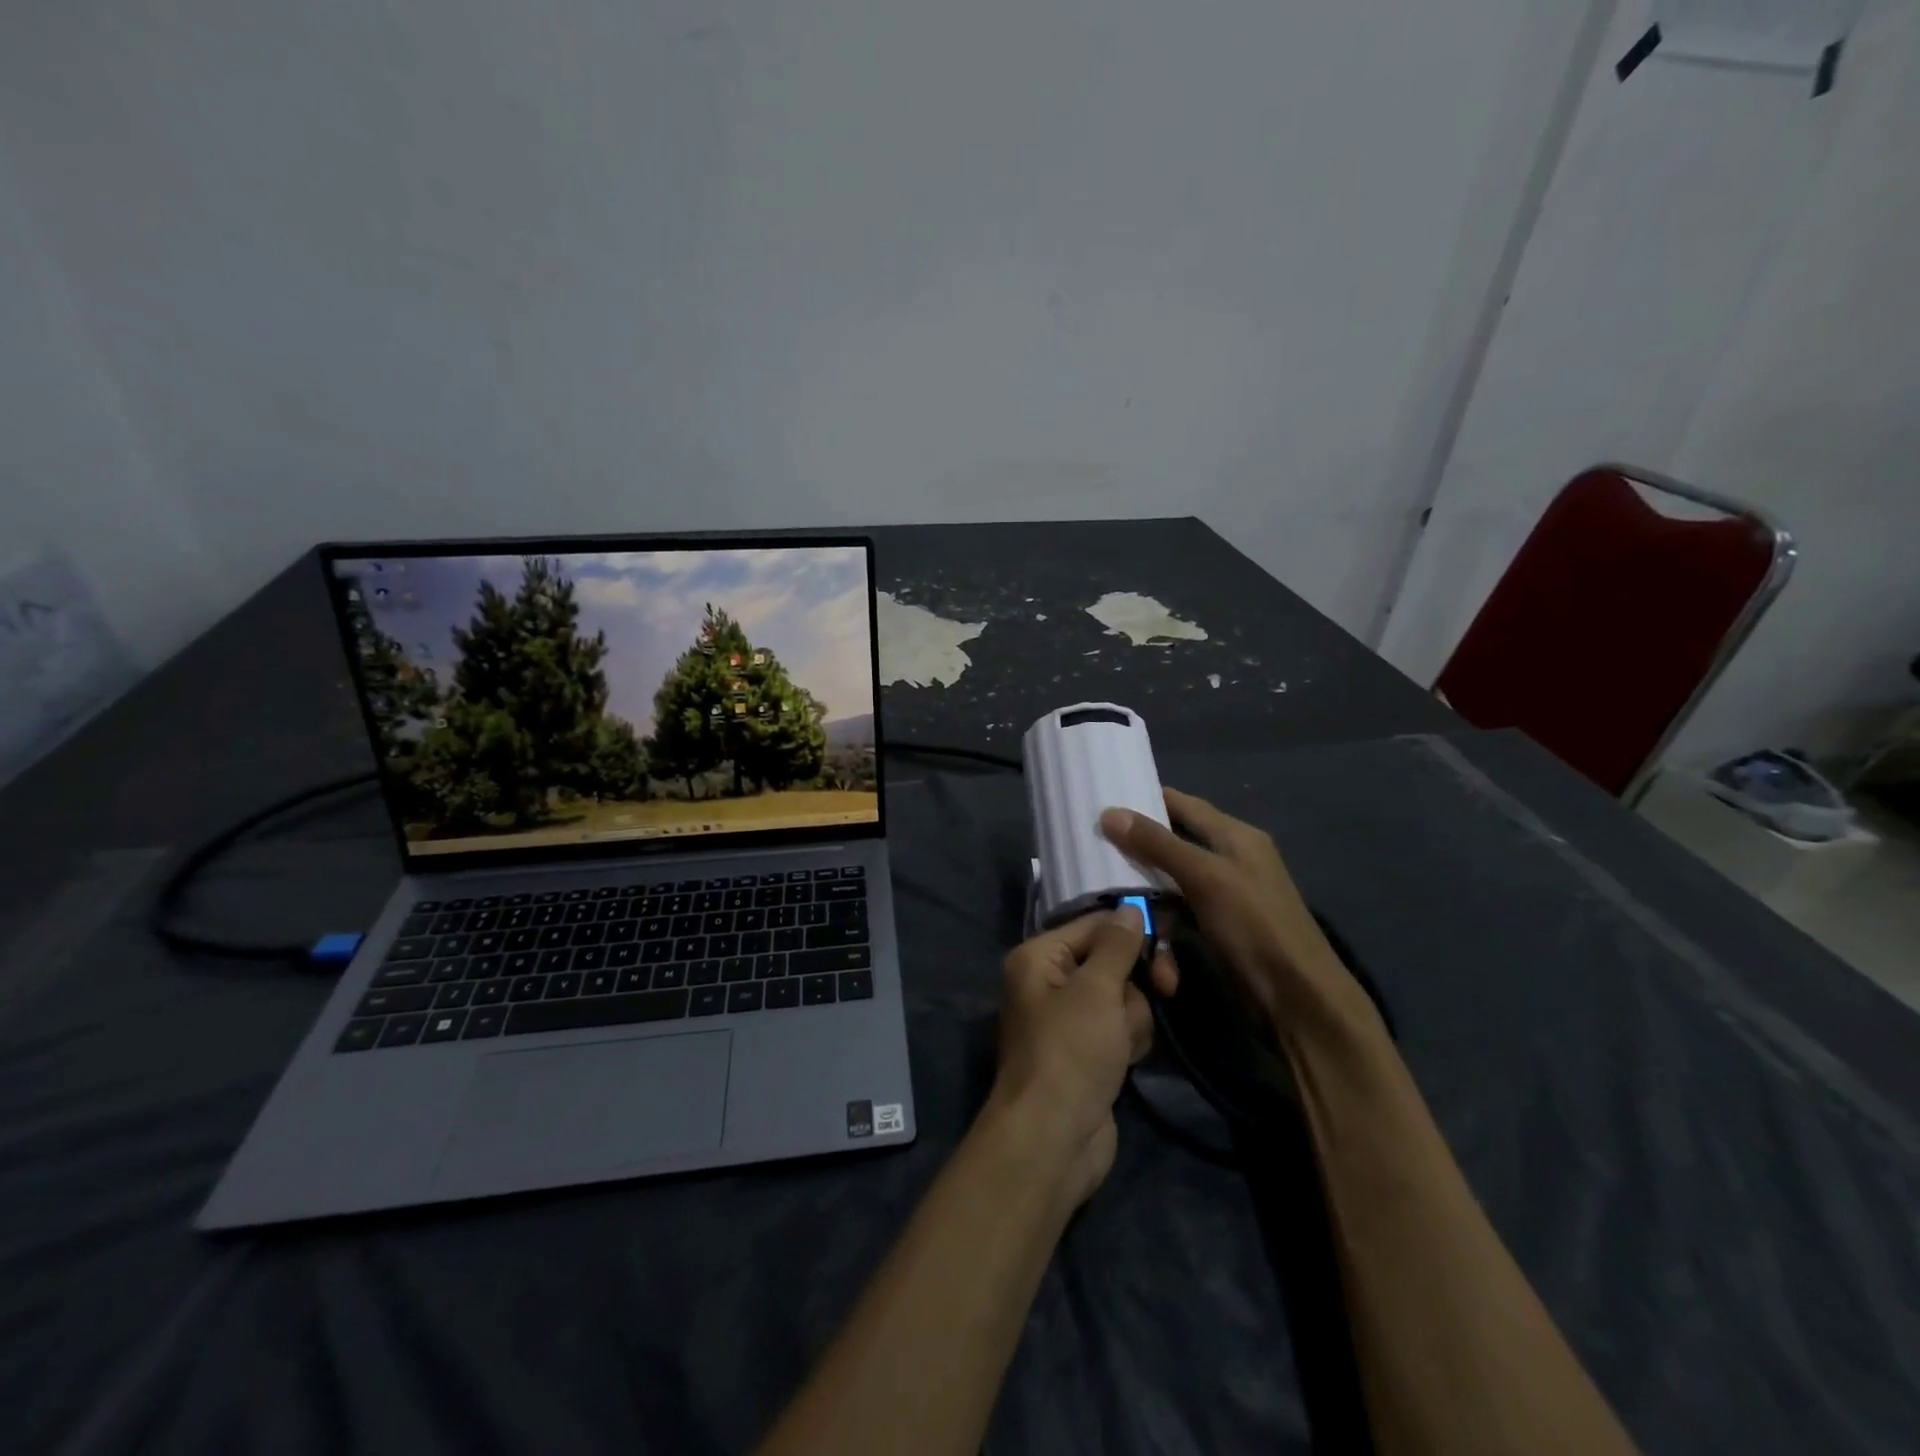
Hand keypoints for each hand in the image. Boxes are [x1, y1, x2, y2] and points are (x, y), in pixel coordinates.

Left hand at [987, 908, 1153, 1208]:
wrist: (1054, 1138)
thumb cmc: (1071, 1051)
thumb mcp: (1096, 990)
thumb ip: (1117, 946)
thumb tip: (1129, 908)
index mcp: (1039, 957)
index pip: (1094, 924)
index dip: (1133, 930)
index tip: (1171, 937)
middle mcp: (1050, 981)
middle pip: (1112, 961)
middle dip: (1136, 982)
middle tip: (1168, 988)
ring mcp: (1070, 1019)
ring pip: (1123, 997)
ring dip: (1133, 1017)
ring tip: (1122, 1044)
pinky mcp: (1088, 1050)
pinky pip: (1120, 1028)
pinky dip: (1129, 1040)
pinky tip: (1126, 1060)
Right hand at [1100, 788, 1371, 1039]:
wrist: (1297, 998)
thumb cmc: (1255, 925)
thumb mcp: (1204, 877)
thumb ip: (1158, 844)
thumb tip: (1109, 812)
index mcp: (1234, 835)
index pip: (1182, 804)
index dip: (1145, 800)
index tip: (1102, 801)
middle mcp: (1229, 859)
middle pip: (1171, 845)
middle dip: (1135, 855)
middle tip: (1093, 856)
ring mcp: (1223, 895)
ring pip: (1169, 885)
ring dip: (1147, 903)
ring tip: (1118, 914)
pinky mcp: (1217, 927)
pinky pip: (1178, 916)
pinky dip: (1163, 931)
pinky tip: (1151, 951)